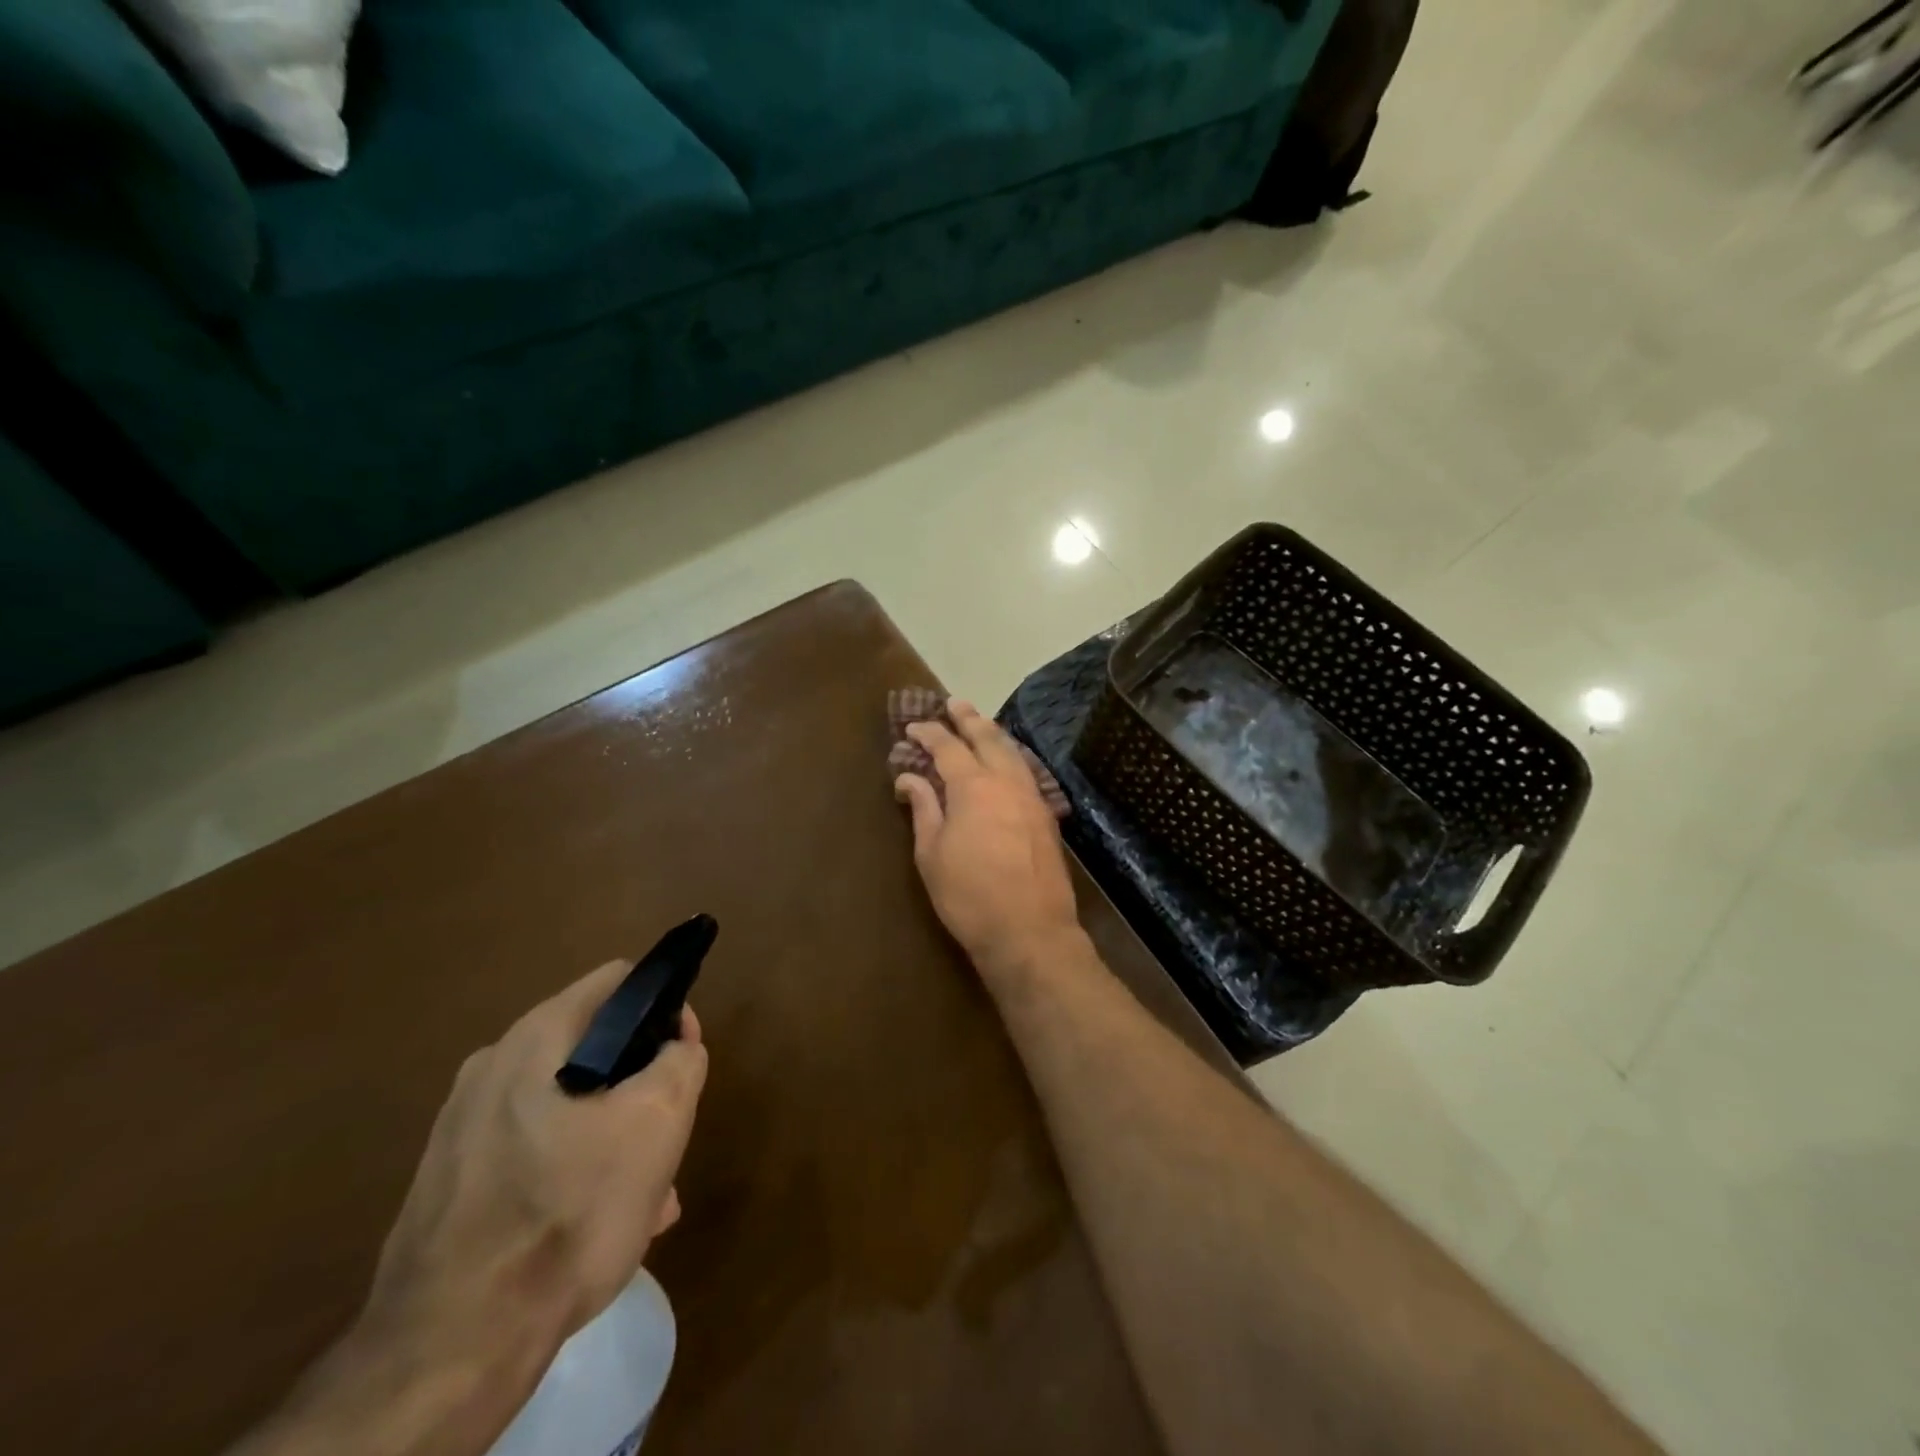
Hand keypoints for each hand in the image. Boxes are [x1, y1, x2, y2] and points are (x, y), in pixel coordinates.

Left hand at [361, 962, 708, 1364]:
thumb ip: (679, 1061)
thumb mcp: (657, 1121)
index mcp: (536, 1037)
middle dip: (640, 1089)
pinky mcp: (450, 1184)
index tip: (683, 1058)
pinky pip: (533, 1154)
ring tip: (645, 1200)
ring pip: (568, 1108)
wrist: (449, 1350)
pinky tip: (594, 1230)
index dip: (665, 1008)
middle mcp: (492, 1068)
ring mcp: (462, 1128)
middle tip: (666, 1141)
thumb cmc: (567, 1212)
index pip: (619, 982)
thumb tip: (674, 1045)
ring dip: (614, 1139)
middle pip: (595, 1050)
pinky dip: (572, 1174)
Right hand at [894, 700, 1081, 975]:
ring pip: (1012, 752)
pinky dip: (1012, 756)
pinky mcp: (1046, 815)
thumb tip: (910, 777)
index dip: (929, 732)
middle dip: (968, 718)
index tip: (913, 726)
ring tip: (980, 724)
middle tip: (953, 703)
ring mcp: (1032, 797)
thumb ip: (924, 808)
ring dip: (993, 734)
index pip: (948, 747)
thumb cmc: (969, 896)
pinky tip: (1007, 761)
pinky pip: (1026, 771)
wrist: (1030, 931)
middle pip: (987, 738)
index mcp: (973, 786)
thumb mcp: (932, 854)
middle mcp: (1007, 781)